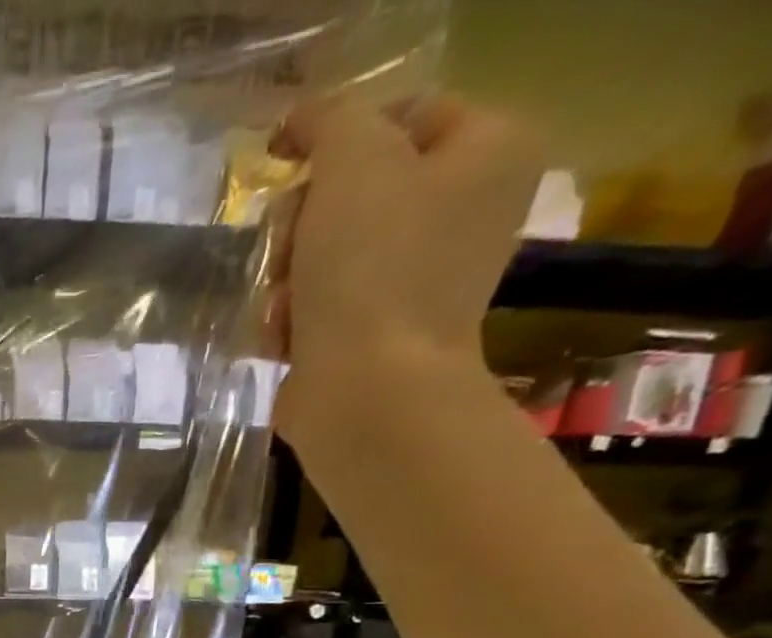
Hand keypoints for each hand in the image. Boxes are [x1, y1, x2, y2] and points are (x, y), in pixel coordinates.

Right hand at [269, 95, 542, 446]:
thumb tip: (302, 119)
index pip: (402, 113)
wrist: (366, 391)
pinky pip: (321, 306)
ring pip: (327, 253)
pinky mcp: (378, 335)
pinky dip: (293, 320)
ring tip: (283, 305)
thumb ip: (330, 119)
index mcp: (489, 150)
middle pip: (357, 189)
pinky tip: (284, 337)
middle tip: (285, 249)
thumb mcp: (352, 162)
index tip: (282, 162)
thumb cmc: (370, 269)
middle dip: (303, 222)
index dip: (335, 135)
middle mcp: (466, 211)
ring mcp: (421, 280)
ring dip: (288, 277)